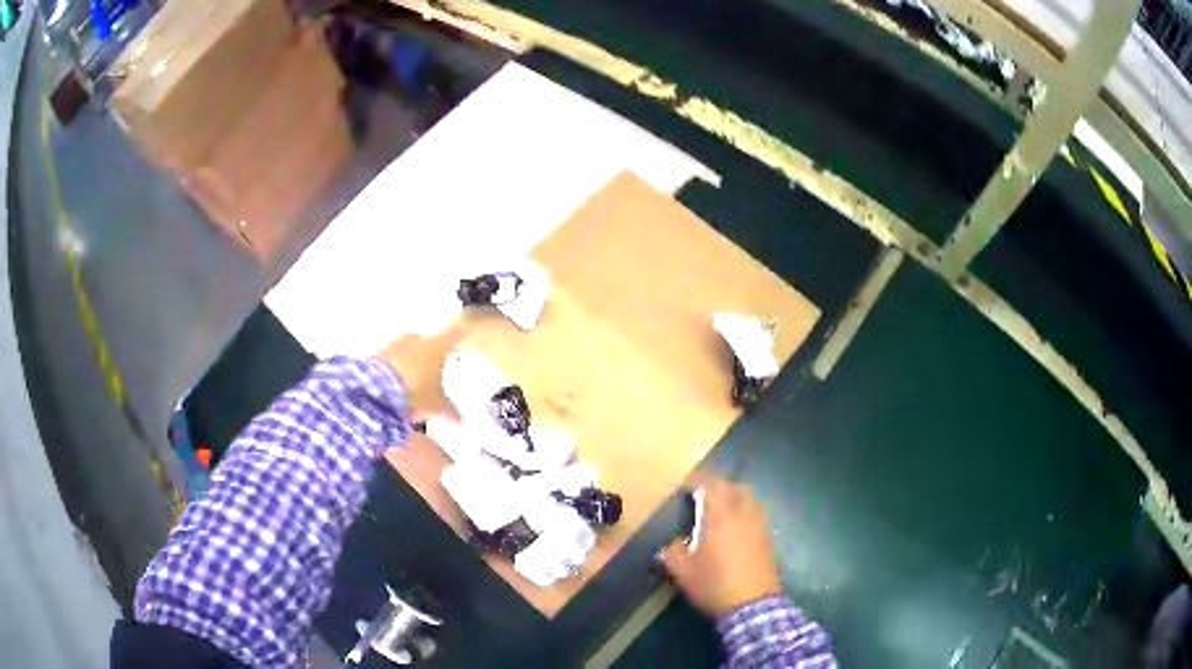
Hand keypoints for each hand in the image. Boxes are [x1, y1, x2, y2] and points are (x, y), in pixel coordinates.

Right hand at [660, 474, 782, 617]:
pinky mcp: (769, 537)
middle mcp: (743, 512)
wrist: (752, 604)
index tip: (683, 487)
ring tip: (719, 509)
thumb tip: (673, 542)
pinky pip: (756, 513)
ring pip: (749, 498)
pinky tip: (735, 527)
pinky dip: (745, 511)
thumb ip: (672, 550)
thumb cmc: (714, 583)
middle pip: (733, 486)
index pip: (710, 484)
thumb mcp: (682, 571)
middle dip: (717, 486)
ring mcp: (760, 524)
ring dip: (734, 496)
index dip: (696, 481)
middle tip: (701, 496)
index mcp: (720, 515)